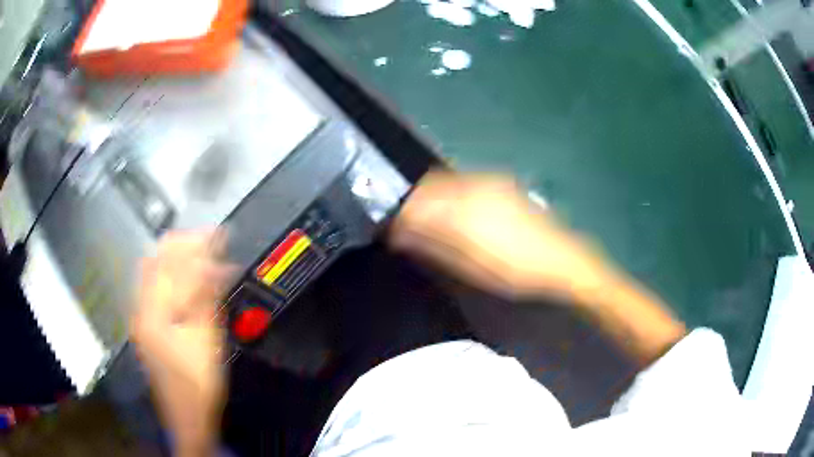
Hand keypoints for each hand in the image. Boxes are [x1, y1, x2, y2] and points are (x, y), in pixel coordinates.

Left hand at [131, 229, 234, 456]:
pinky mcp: (148, 326)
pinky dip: (174, 276)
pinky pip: (157, 288)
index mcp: (152, 312)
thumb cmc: (198, 384)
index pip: (170, 263)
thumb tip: (215, 264)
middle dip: (184, 245)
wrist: (188, 417)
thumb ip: (206, 299)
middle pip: (156, 260)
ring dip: (178, 258)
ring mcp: (142, 317)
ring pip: (155, 272)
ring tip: (203, 253)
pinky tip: (190, 278)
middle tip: (210, 239)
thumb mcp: (206, 342)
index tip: (217, 234)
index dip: (195, 245)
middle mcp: (141, 308)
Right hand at [391, 171, 684, 363]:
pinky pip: (463, 184)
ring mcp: (490, 182)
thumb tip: (401, 234)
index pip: (418, 202)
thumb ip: (433, 244)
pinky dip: (450, 197)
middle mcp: (474, 186)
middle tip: (406, 227)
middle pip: (430, 186)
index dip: (400, 215)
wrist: (562, 260)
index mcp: (464, 208)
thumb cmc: (515, 270)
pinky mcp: (502, 184)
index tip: (391, 231)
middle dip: (413, 204)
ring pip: (446, 182)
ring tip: (428, 223)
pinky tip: (455, 215)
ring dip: (431, 199)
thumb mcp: (470, 265)